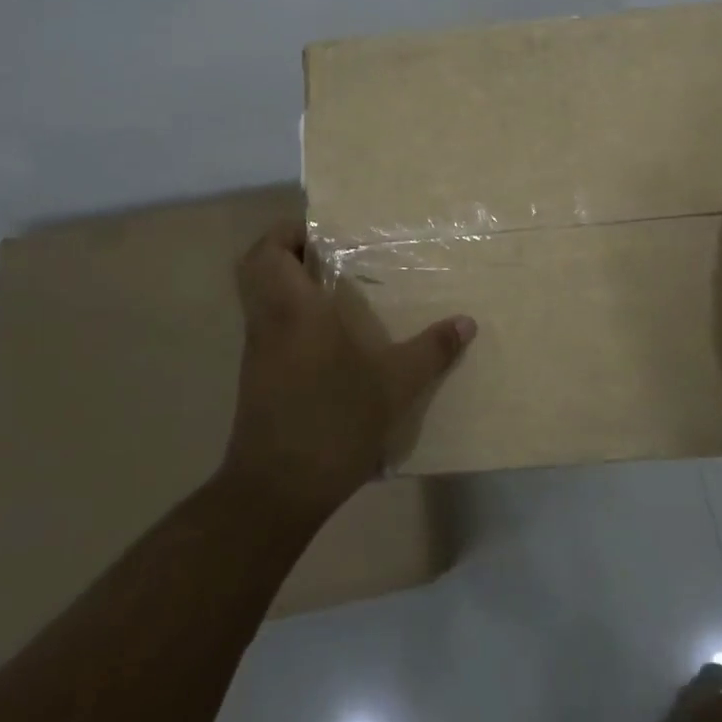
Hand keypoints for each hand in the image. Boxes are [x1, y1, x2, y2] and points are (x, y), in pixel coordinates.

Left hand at [224, 219, 476, 521]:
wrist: (277, 490)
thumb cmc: (332, 422)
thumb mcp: (394, 385)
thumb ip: (431, 350)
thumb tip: (467, 322)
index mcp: (293, 310)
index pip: (268, 250)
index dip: (288, 231)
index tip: (326, 232)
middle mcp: (268, 322)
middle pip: (254, 266)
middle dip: (285, 250)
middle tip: (329, 253)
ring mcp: (258, 351)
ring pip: (259, 297)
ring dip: (287, 283)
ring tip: (336, 287)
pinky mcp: (259, 377)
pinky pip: (268, 326)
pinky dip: (290, 315)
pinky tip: (331, 336)